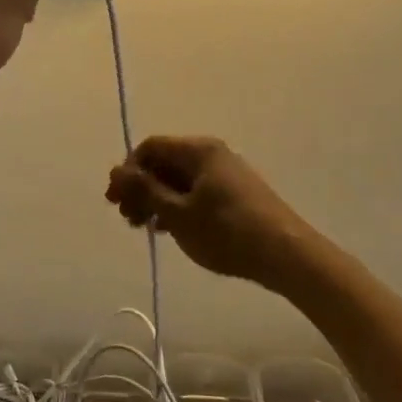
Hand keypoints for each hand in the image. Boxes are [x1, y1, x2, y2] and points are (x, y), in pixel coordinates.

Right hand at [105, 136, 321, 293]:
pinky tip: (170, 230)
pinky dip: (177, 206)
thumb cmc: (226, 231)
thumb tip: (116, 171)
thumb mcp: (177, 213)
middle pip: (164, 162)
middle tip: (128, 219)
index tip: (116, 201)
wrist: (285, 254)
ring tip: (146, 228)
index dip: (128, 171)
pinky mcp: (233, 193)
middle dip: (140, 188)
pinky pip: (194, 191)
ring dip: (156, 200)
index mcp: (198, 150)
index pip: (150, 148)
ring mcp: (225, 174)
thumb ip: (144, 190)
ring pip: (178, 179)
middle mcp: (211, 154)